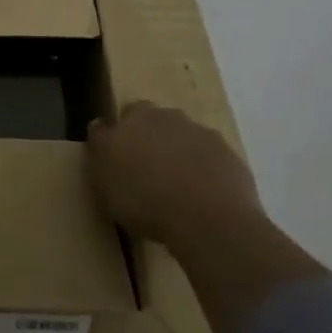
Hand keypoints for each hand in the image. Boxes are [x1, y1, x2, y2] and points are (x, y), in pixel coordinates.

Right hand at [87, 101, 261, 246]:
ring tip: (177, 189)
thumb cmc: (144, 197)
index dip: (124, 132)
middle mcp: (172, 118)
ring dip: (182, 156)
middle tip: (149, 171)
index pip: (127, 113)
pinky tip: (203, 200)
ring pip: (188, 140)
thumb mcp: (103, 175)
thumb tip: (99, 125)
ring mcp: (205, 137)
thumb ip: (100, 146)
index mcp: (137, 116)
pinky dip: (206, 174)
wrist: (209, 219)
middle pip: (160, 123)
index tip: (122, 155)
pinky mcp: (232, 160)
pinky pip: (213, 163)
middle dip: (154, 139)